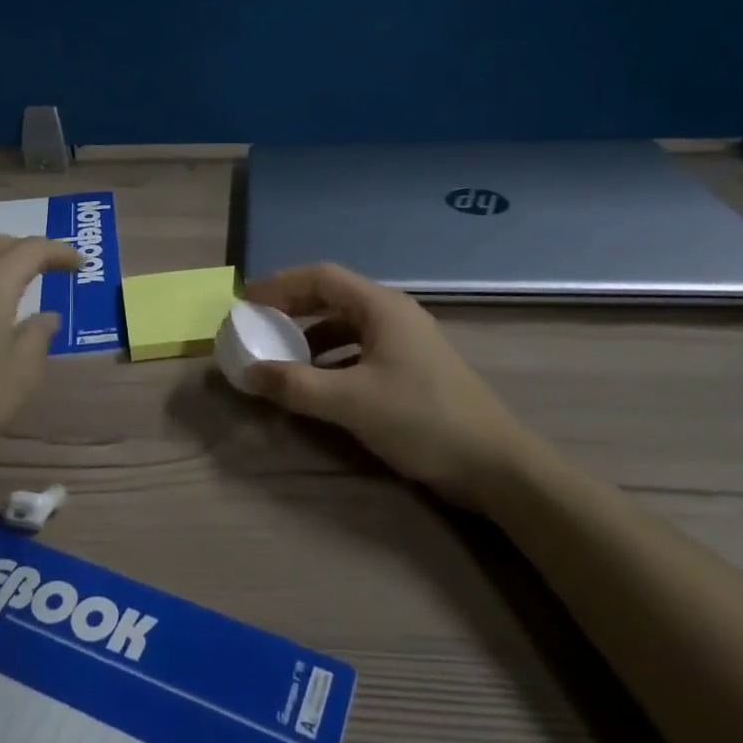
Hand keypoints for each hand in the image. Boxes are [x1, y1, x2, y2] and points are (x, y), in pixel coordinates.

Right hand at [244, 263, 529, 501]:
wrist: (495, 465)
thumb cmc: (421, 419)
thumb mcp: (351, 401)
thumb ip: (295, 385)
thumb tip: (248, 372)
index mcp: (381, 306)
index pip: (320, 277)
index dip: (280, 285)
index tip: (247, 302)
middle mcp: (393, 314)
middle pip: (332, 297)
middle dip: (292, 308)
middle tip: (258, 326)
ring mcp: (405, 341)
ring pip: (346, 325)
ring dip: (310, 336)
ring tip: (281, 357)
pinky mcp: (411, 368)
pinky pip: (359, 350)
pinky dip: (331, 359)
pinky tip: (318, 383)